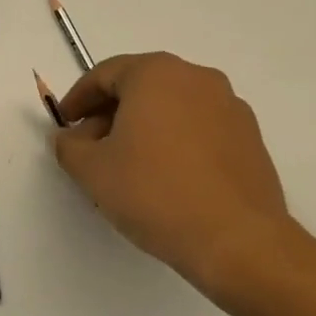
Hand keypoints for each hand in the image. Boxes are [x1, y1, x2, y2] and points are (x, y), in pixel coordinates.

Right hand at [53, 52, 295, 298]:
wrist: (239, 242)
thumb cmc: (156, 193)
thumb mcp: (92, 170)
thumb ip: (69, 146)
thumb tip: (71, 138)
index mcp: (156, 73)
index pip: (104, 75)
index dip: (78, 99)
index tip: (65, 124)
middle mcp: (196, 77)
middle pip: (140, 86)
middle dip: (110, 112)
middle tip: (91, 145)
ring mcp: (230, 106)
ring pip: (171, 106)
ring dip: (144, 126)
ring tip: (128, 164)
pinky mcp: (251, 138)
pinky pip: (200, 127)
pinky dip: (176, 140)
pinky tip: (166, 176)